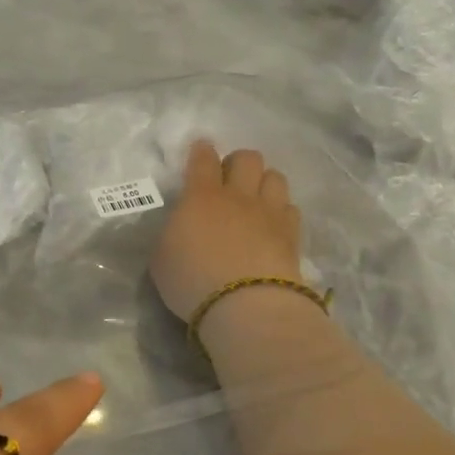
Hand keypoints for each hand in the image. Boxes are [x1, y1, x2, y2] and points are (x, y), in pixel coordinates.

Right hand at [151, 140, 303, 321]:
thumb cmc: (192, 280)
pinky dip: (281, 211)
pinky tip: (273, 224)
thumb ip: (172, 234)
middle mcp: (238, 196)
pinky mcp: (292, 234)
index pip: (203, 159)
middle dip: (238, 163)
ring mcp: (269, 213)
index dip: (202, 151)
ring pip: (275, 177)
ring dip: (264, 182)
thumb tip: (181, 227)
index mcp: (201, 196)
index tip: (201, 150)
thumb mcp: (161, 258)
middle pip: (247, 158)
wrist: (245, 305)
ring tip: (255, 200)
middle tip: (228, 180)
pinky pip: (290, 208)